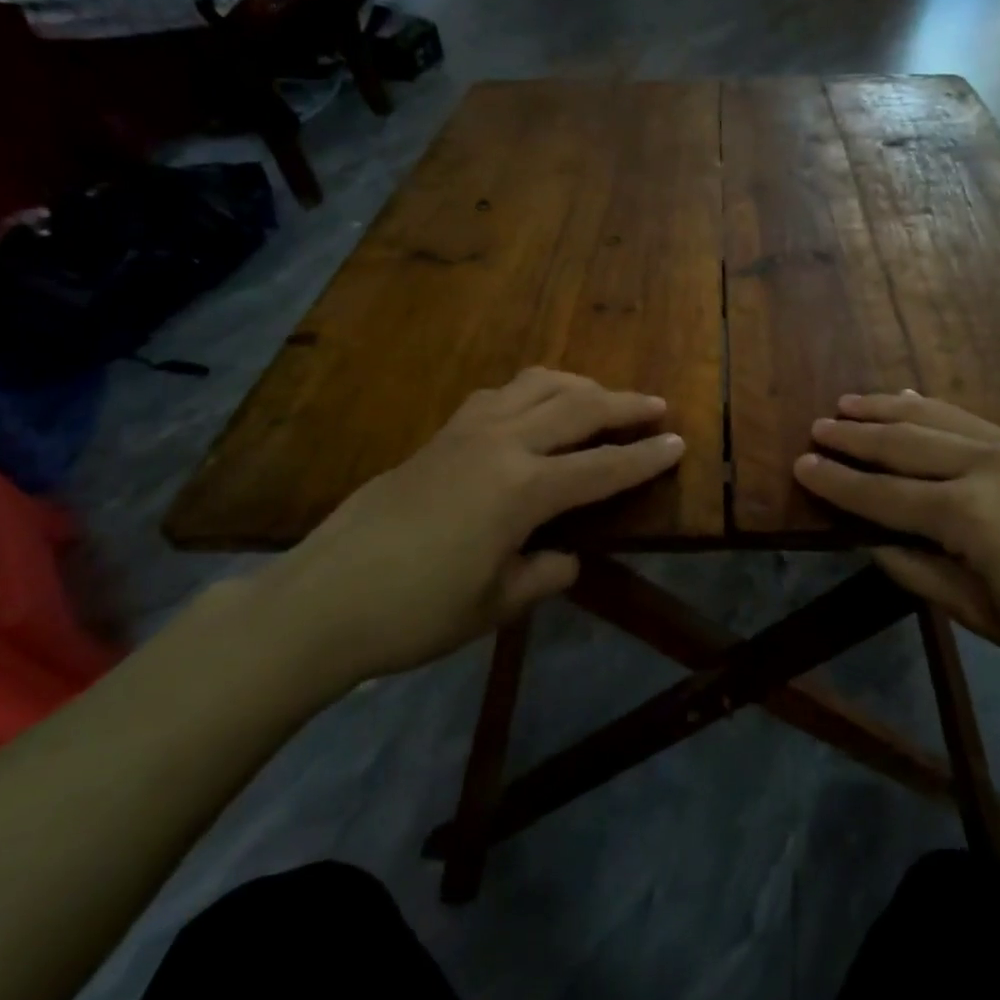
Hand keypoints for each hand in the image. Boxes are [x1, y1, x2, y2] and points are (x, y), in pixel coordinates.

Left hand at [243, 369, 683, 685]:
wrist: (322, 599)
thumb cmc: (416, 612)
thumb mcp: (495, 605)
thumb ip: (544, 574)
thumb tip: (568, 557)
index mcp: (522, 490)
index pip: (601, 468)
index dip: (645, 458)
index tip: (678, 444)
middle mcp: (500, 445)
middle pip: (577, 409)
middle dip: (624, 406)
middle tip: (657, 406)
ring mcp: (465, 432)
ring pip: (536, 386)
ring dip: (578, 387)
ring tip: (601, 398)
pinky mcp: (439, 434)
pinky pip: (499, 395)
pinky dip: (532, 392)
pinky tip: (535, 408)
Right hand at [794, 392, 999, 690]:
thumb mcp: (983, 615)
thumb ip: (920, 573)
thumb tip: (873, 544)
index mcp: (968, 517)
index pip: (883, 496)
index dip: (838, 482)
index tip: (800, 464)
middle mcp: (985, 469)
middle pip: (903, 445)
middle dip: (855, 436)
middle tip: (817, 427)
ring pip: (934, 420)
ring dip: (887, 410)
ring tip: (849, 402)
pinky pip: (970, 418)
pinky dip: (933, 408)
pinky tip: (910, 401)